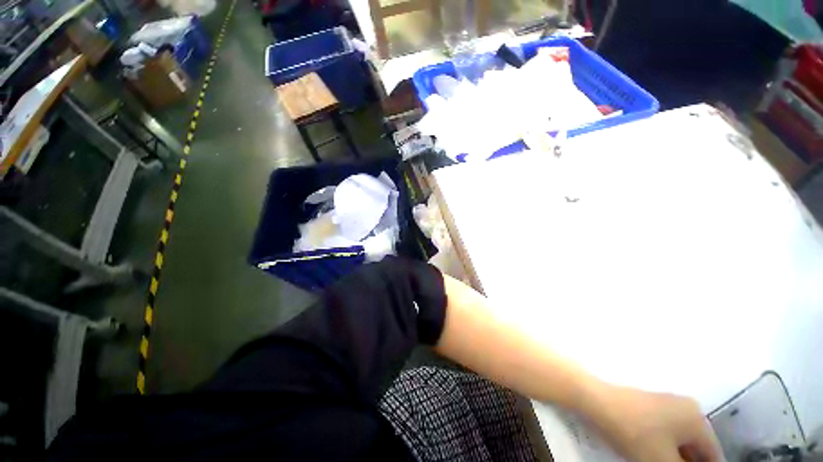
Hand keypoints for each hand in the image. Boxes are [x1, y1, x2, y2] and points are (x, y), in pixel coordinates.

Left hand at [582, 382, 721, 461]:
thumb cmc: (634, 433)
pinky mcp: (649, 406)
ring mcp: (666, 405)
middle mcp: (686, 409)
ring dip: (677, 458)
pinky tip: (654, 458)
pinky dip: (665, 448)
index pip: (713, 455)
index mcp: (697, 420)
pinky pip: (666, 433)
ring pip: (680, 441)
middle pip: (697, 448)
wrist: (596, 400)